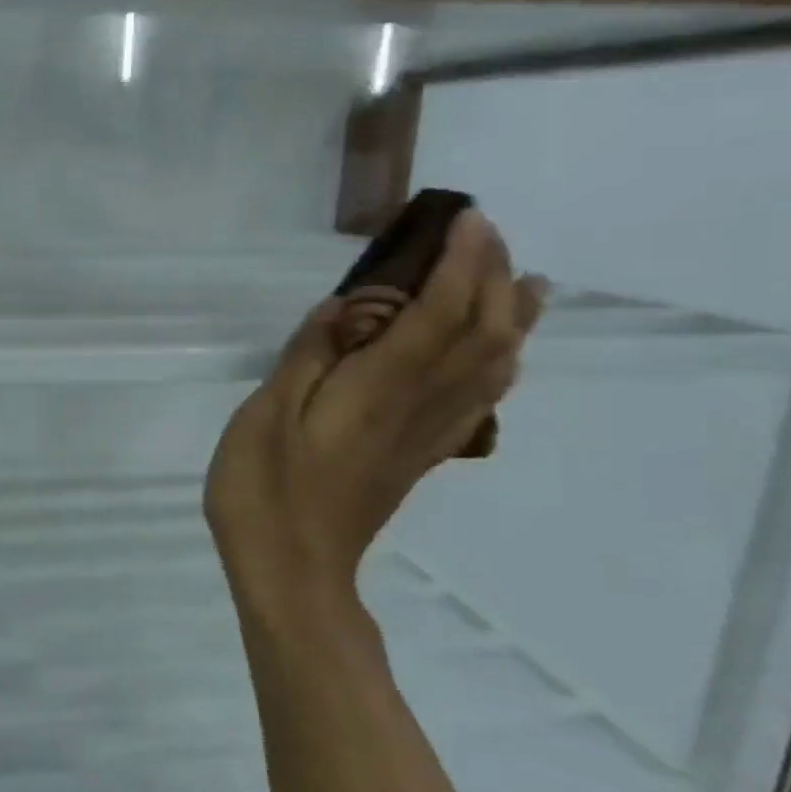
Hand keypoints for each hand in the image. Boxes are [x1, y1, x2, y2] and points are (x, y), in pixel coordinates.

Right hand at [205, 210, 543, 631]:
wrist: (293, 573)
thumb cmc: (264, 492)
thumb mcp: (264, 416)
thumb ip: (307, 357)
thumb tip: (345, 308)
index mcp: (379, 391)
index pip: (439, 314)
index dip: (460, 263)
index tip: (468, 218)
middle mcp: (418, 407)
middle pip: (480, 334)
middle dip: (491, 277)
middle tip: (487, 233)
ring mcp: (426, 436)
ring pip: (492, 367)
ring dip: (512, 318)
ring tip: (526, 281)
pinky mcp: (421, 456)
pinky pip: (480, 401)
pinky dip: (501, 365)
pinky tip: (499, 355)